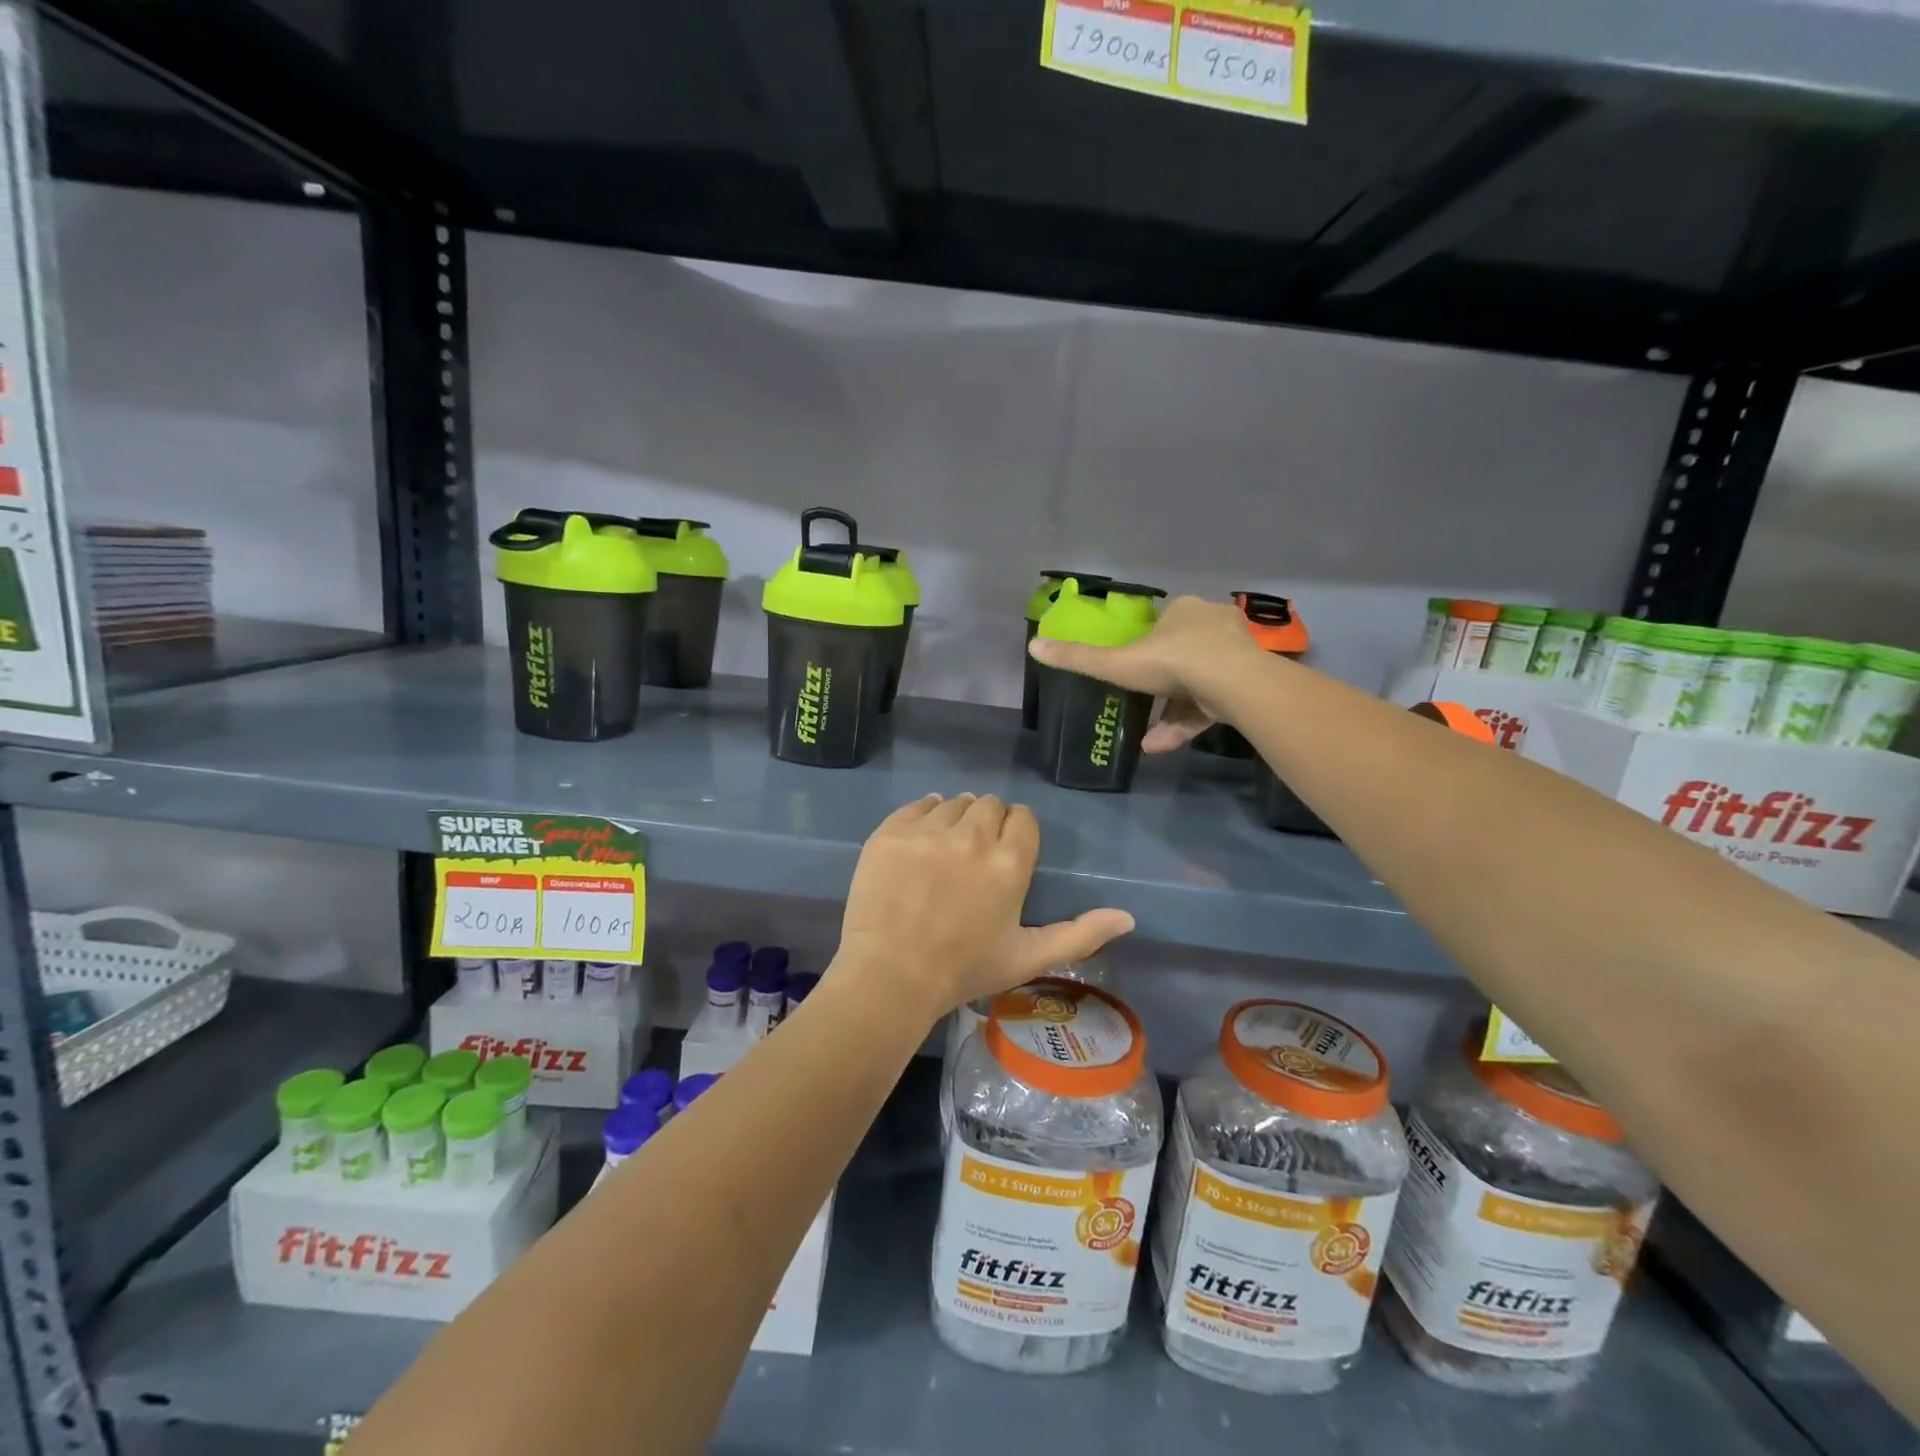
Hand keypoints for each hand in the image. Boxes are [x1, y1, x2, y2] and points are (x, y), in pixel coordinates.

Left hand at [836, 794, 1134, 1021]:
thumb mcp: (1028, 957)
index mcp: (1010, 862)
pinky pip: (917, 805)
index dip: (1016, 831)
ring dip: (956, 818)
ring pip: (954, 802)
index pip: (1022, 818)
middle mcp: (973, 836)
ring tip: (945, 850)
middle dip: (988, 823)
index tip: (1006, 851)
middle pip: (989, 805)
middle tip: (974, 855)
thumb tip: (1128, 918)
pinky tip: (921, 840)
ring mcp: (929, 830)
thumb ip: (1080, 935)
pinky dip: (923, 816)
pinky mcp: (892, 831)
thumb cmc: (964, 970)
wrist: (890, 977)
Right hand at [1027, 595, 1264, 751]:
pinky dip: (1187, 723)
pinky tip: (1162, 746)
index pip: (1163, 624)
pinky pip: (1211, 703)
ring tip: (1147, 740)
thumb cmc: (1173, 663)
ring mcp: (1235, 653)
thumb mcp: (1118, 663)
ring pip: (1197, 683)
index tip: (1133, 667)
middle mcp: (1212, 624)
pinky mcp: (1246, 683)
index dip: (1147, 646)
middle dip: (1161, 683)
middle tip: (1141, 703)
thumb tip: (1034, 645)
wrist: (1233, 683)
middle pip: (1182, 653)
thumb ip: (1079, 658)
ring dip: (1170, 712)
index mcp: (1184, 610)